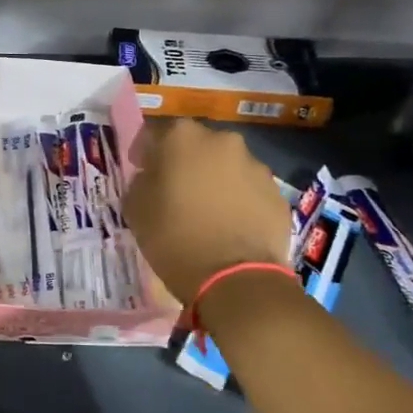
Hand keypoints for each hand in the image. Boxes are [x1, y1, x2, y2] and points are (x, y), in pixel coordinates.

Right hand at [124, 119, 292, 303]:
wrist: (236, 279)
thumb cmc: (174, 237)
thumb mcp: (135, 208)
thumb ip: (140, 182)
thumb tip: (152, 178)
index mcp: (182, 137)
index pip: (154, 134)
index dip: (144, 153)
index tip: (141, 171)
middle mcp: (222, 141)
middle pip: (195, 145)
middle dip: (183, 162)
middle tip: (174, 190)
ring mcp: (255, 165)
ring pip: (225, 166)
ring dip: (213, 180)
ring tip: (206, 211)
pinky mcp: (277, 193)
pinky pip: (248, 189)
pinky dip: (237, 200)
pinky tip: (229, 226)